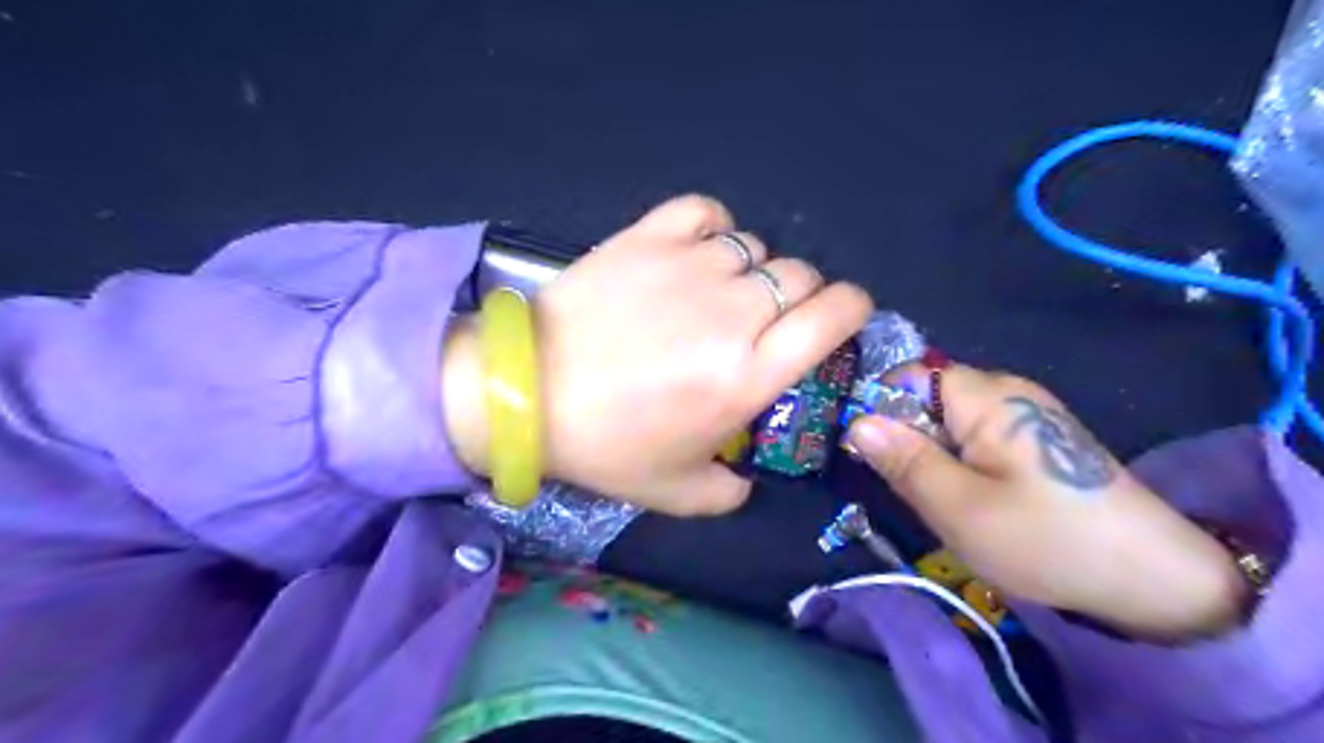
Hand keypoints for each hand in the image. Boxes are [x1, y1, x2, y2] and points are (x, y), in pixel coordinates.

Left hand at [451, 197, 876, 516]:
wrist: (525, 392)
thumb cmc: (605, 445)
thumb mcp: (678, 492)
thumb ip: (731, 492)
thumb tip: (749, 477)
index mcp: (748, 374)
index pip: (833, 315)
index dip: (851, 309)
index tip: (840, 318)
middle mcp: (732, 313)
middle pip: (799, 276)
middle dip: (799, 296)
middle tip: (767, 321)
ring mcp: (688, 267)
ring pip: (755, 246)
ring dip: (751, 270)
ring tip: (720, 294)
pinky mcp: (647, 238)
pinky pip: (705, 212)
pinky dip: (713, 227)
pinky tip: (698, 251)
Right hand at [846, 362, 1253, 640]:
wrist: (1155, 581)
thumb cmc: (1046, 541)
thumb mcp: (958, 507)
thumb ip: (903, 460)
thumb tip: (855, 422)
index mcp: (987, 395)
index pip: (907, 376)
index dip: (880, 409)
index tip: (870, 455)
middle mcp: (1006, 390)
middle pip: (926, 397)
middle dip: (906, 437)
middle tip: (907, 487)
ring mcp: (1024, 414)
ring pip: (947, 421)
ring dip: (931, 455)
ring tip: (938, 498)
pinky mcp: (1036, 439)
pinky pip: (974, 437)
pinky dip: (958, 463)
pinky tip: (971, 498)